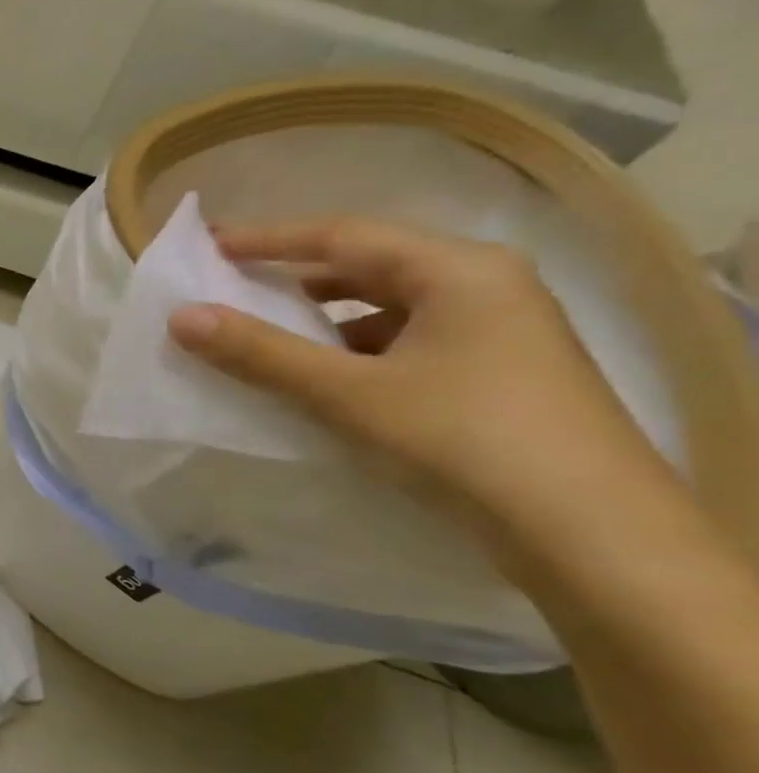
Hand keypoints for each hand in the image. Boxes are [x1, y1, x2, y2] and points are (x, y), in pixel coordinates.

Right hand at [165, 217, 675, 529]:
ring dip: (323, 319)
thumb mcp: (348, 394)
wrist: (592, 537)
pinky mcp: (497, 375)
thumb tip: (180, 317)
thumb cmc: (463, 441)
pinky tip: (324, 380)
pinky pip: (407, 344)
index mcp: (458, 270)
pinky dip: (355, 352)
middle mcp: (485, 286)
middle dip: (295, 278)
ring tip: (266, 335)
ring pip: (388, 308)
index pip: (343, 235)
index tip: (210, 247)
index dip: (269, 239)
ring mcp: (498, 332)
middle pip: (369, 266)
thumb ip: (260, 353)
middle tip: (231, 286)